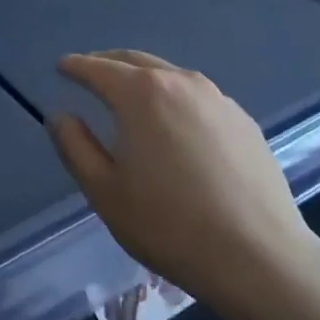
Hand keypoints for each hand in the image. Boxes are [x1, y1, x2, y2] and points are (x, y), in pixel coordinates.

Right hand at [47, 50, 319, 319]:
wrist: (259, 258)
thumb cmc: (169, 224)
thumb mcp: (105, 191)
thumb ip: (75, 146)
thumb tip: (60, 116)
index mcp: (142, 95)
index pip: (98, 69)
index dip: (76, 66)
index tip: (61, 67)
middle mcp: (181, 83)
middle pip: (136, 61)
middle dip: (107, 63)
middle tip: (89, 72)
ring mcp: (218, 100)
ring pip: (170, 75)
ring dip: (143, 77)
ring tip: (129, 94)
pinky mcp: (243, 122)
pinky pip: (197, 96)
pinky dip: (174, 97)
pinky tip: (174, 122)